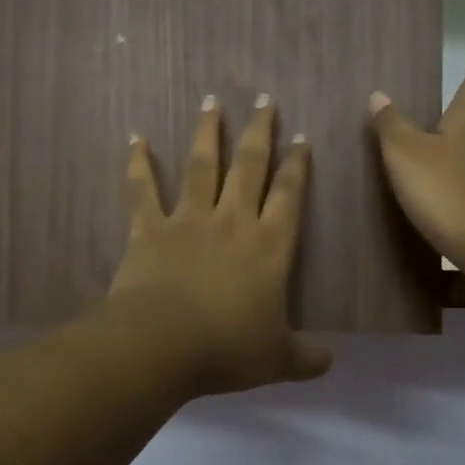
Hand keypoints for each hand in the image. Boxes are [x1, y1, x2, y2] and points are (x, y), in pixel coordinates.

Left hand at [107, 95, 332, 395]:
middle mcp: (232, 222)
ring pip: (201, 166)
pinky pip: (142, 190)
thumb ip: (306, 359)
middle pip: (250, 166)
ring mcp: (188, 220)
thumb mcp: (278, 360)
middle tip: (265, 100)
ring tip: (212, 102)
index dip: (298, 166)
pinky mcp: (149, 229)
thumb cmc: (228, 349)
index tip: (302, 138)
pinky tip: (134, 138)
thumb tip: (330, 363)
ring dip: (207, 133)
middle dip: (260, 132)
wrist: (163, 344)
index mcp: (269, 247)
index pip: (290, 196)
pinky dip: (138, 163)